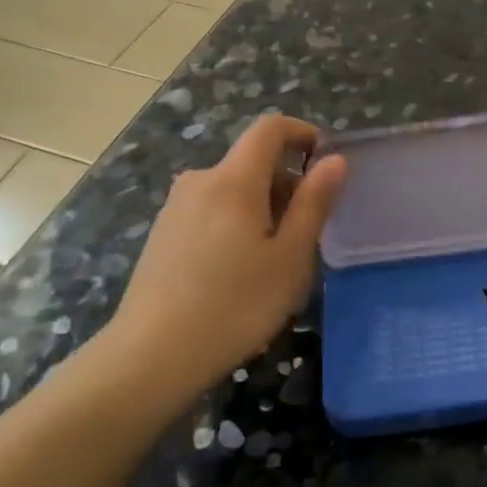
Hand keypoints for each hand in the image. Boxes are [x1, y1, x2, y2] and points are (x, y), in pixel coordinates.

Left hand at [99, 115, 346, 408]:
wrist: (151, 357)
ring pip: (232, 189)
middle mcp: (200, 181)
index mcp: (234, 179)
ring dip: (263, 207)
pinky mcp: (163, 234)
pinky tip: (238, 273)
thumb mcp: (291, 257)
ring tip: (275, 260)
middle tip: (306, 234)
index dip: (302, 132)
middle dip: (287, 183)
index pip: (270, 129)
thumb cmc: (235, 304)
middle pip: (252, 162)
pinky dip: (236, 223)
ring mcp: (176, 208)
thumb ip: (314, 203)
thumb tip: (334, 160)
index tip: (325, 161)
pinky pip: (211, 210)